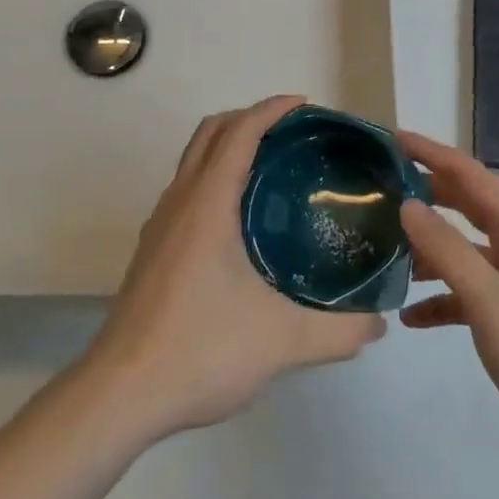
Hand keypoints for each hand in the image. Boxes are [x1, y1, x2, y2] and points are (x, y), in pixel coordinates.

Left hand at [84, 96, 386, 441]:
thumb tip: (378, 321)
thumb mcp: (281, 341)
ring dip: (228, 145)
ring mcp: (160, 224)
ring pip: (193, 159)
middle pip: (211, 131)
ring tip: (271, 169)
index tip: (306, 105)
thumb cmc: (200, 349)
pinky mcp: (152, 249)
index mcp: (208, 202)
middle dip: (250, 118)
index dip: (272, 109)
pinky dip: (214, 177)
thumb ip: (338, 331)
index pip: (240, 131)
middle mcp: (180, 200)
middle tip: (292, 133)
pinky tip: (239, 220)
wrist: (120, 393)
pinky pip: (186, 189)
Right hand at [398, 130, 498, 472]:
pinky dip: (441, 297)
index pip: (469, 174)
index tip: (390, 139)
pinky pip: (471, 292)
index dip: (431, 152)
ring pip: (464, 249)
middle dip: (424, 193)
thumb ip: (449, 252)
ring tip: (383, 250)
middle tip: (378, 189)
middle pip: (465, 205)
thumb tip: (408, 204)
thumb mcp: (494, 305)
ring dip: (427, 247)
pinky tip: (411, 318)